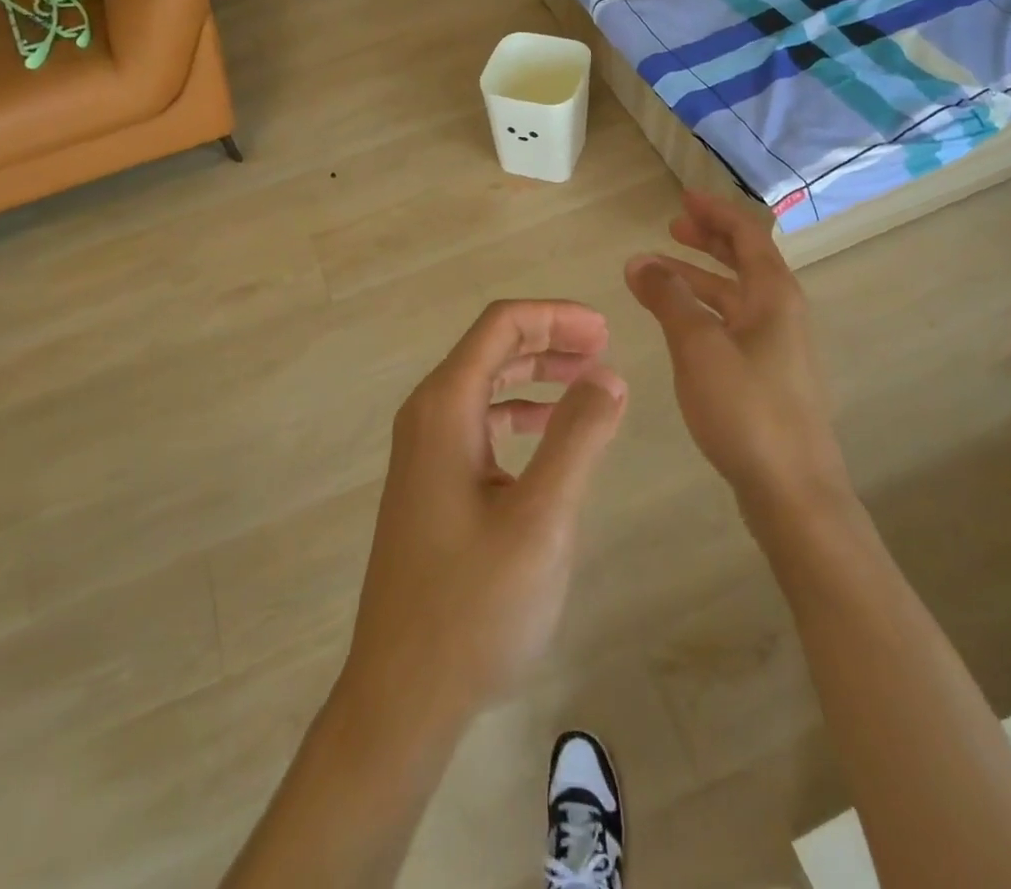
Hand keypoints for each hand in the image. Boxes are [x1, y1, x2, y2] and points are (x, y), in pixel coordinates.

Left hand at [340, 301, 627, 730]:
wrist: (403, 693)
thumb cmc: (473, 605)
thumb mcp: (541, 519)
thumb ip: (577, 438)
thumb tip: (607, 375)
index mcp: (444, 408)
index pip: (500, 327)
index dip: (555, 316)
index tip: (606, 330)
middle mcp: (427, 416)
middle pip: (490, 349)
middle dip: (549, 339)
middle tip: (605, 348)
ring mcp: (424, 451)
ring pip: (484, 384)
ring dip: (536, 374)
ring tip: (588, 381)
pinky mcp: (432, 482)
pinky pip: (479, 422)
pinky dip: (519, 412)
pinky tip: (550, 432)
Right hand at [624, 191, 847, 517]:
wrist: (793, 491)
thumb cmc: (746, 409)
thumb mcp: (698, 346)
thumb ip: (668, 298)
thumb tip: (639, 260)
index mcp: (774, 295)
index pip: (747, 234)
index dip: (715, 212)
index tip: (682, 198)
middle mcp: (782, 313)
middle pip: (745, 261)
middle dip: (708, 241)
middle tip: (672, 227)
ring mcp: (777, 347)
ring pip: (734, 296)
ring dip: (698, 279)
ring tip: (656, 274)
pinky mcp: (768, 377)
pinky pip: (732, 324)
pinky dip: (703, 311)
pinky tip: (678, 324)